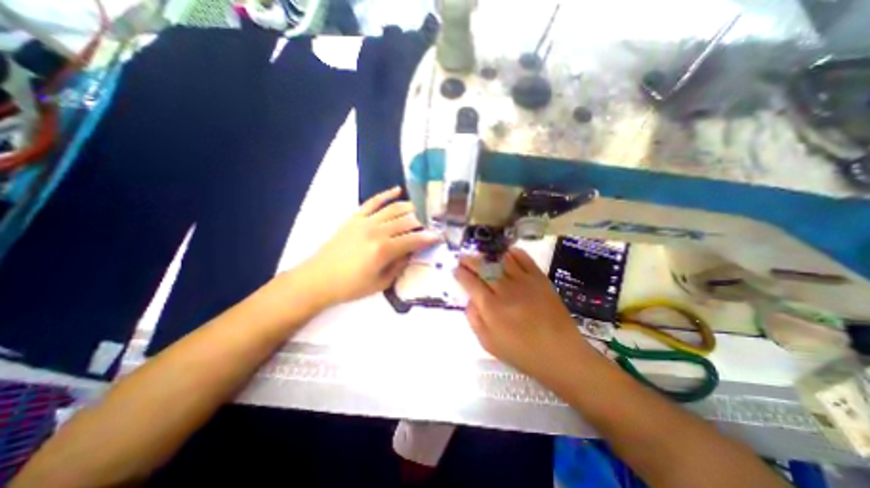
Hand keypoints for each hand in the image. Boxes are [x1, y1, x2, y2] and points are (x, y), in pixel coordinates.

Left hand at [298, 186, 438, 307]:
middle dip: (424, 221)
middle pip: (407, 221)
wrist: (318, 279)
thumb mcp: (380, 284)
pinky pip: (373, 201)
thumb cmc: (351, 286)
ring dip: (411, 207)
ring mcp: (365, 221)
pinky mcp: (355, 217)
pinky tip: (398, 190)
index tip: (440, 236)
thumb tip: (412, 253)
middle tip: (434, 222)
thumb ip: (399, 266)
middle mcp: (377, 231)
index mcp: (384, 250)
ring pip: (394, 209)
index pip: (413, 239)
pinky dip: (386, 194)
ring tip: (423, 208)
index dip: (429, 238)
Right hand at [452, 250, 586, 382]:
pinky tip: (507, 254)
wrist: (560, 353)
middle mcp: (505, 289)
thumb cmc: (522, 352)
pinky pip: (523, 258)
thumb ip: (474, 319)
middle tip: (463, 259)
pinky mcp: (539, 278)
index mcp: (491, 307)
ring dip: (488, 255)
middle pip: (483, 267)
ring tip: (482, 256)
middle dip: (469, 260)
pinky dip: (512, 253)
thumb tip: (470, 299)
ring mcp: (524, 281)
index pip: (470, 282)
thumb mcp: (489, 343)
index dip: (460, 273)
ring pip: (501, 259)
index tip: (456, 270)